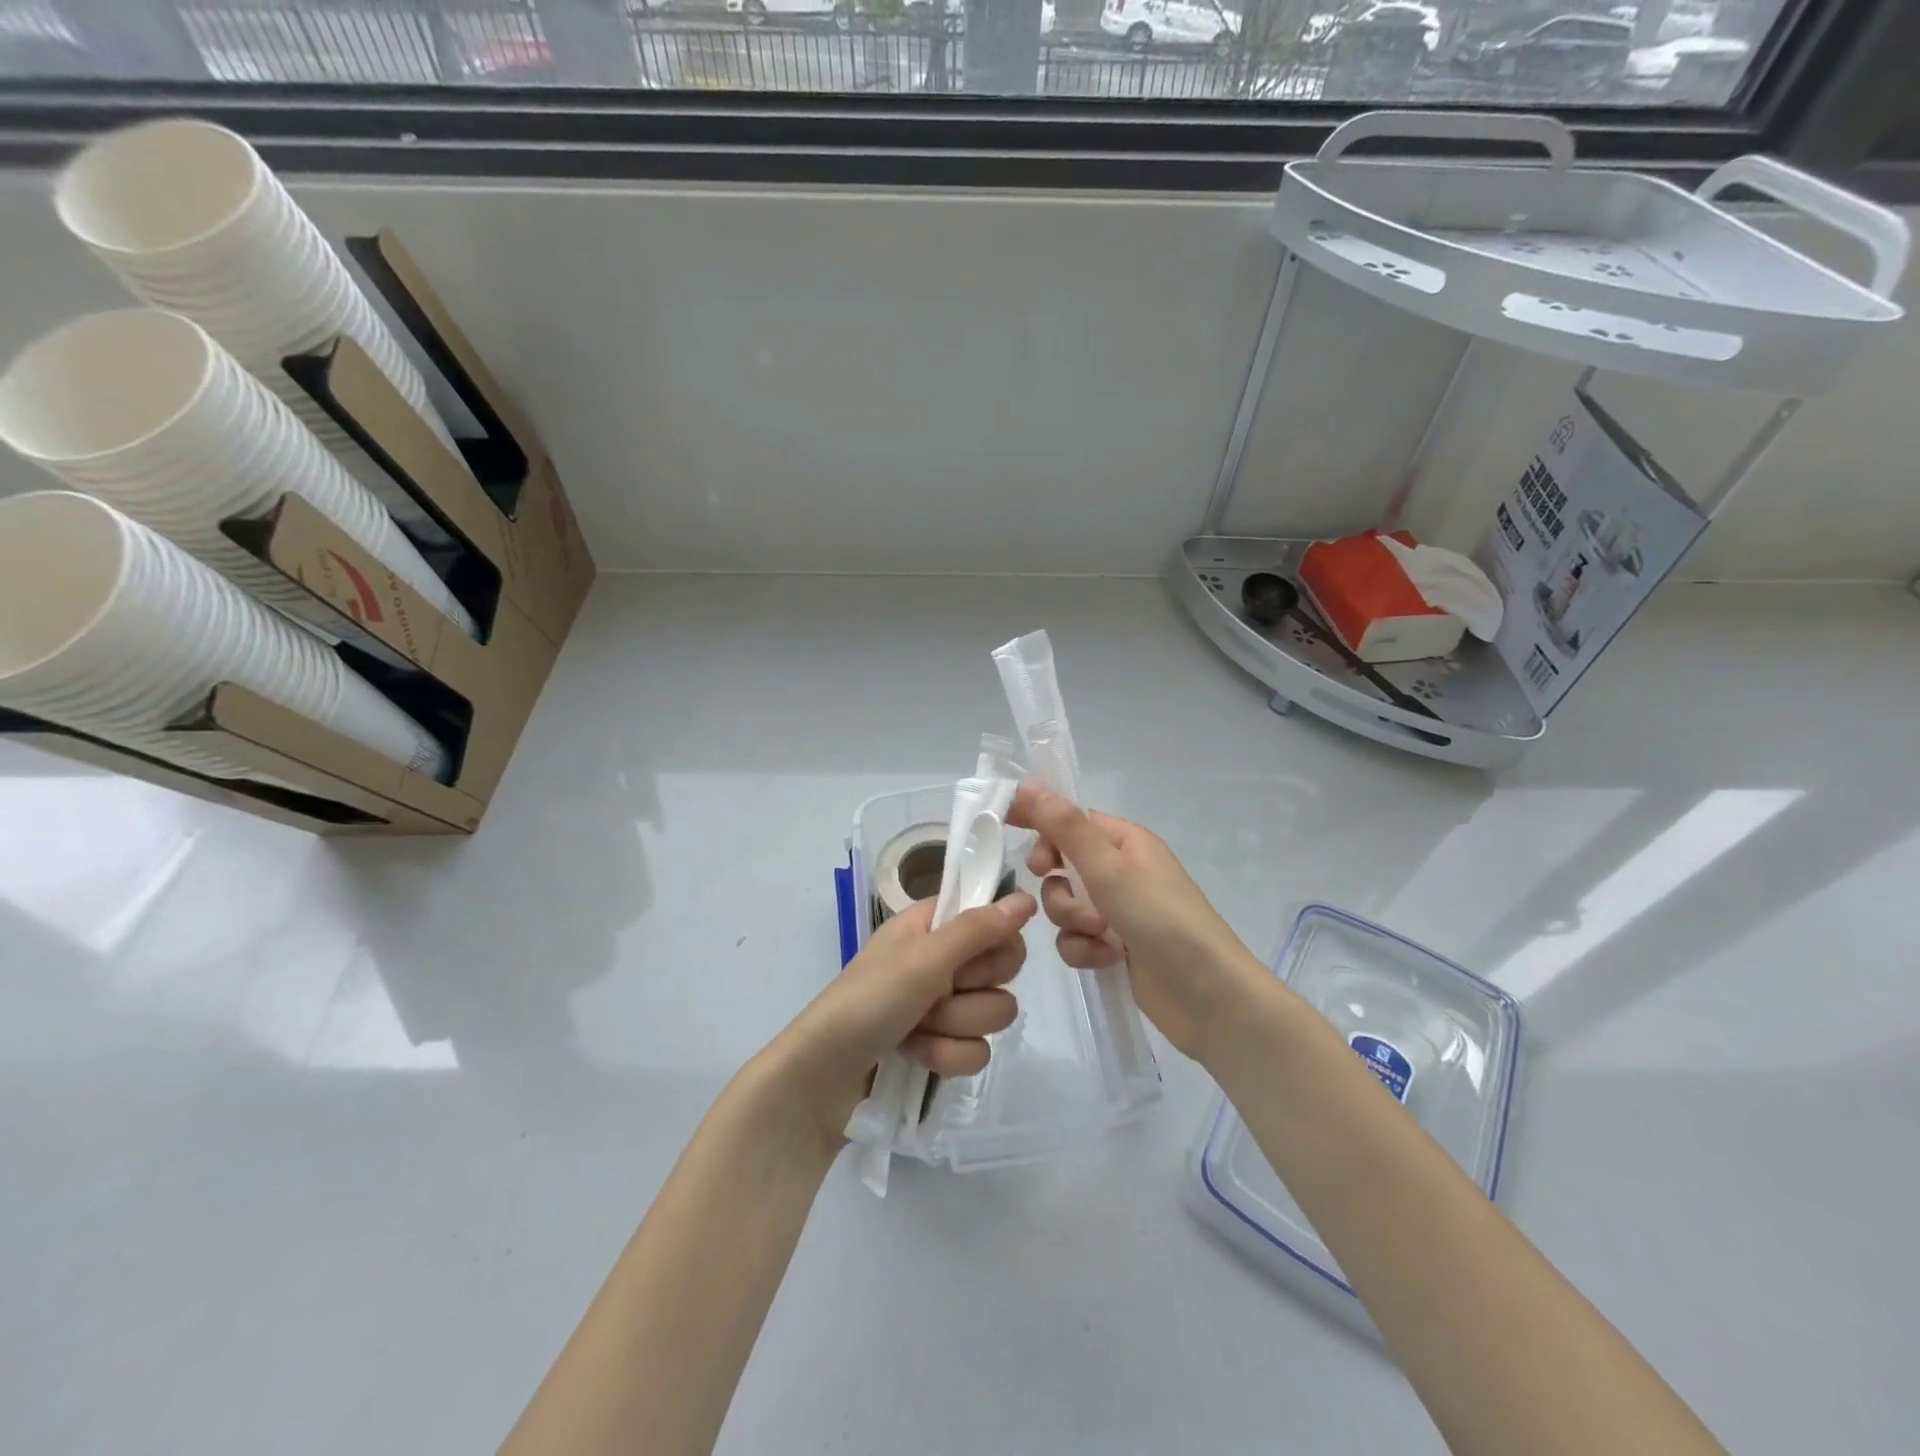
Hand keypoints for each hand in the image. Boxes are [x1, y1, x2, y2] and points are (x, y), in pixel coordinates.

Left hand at [765, 892, 1035, 1146]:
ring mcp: (942, 1006)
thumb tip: (1027, 898)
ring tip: (916, 1031)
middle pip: (1003, 969)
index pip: (995, 920)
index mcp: (933, 926)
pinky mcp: (942, 1047)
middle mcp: (942, 960)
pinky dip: (946, 1057)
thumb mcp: (922, 960)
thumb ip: (977, 930)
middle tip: (936, 994)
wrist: (820, 1079)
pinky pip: (977, 1051)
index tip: (972, 958)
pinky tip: (916, 1057)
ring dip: (955, 1028)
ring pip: (994, 1013)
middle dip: (973, 991)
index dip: (994, 942)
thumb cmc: (866, 1003)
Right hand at [1007, 785, 1262, 1061]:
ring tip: (1100, 935)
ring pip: (1064, 906)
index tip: (1004, 824)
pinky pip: (1076, 939)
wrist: (1208, 997)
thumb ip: (1065, 828)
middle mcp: (1121, 872)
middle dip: (1058, 884)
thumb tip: (1028, 786)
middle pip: (1062, 865)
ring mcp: (1118, 912)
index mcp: (1126, 842)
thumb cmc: (1163, 920)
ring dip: (1073, 921)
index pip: (1071, 819)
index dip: (1040, 820)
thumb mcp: (1110, 869)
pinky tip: (1107, 959)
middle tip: (1058, 887)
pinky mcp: (1114, 947)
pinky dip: (1085, 949)